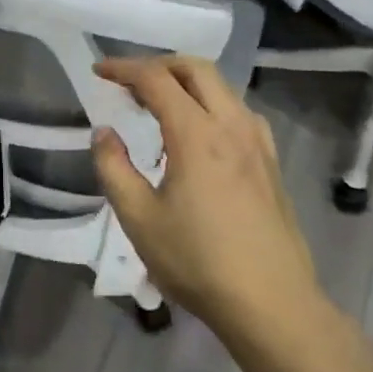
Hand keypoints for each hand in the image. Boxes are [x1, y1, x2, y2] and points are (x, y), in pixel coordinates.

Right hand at [91, 56, 323, 338]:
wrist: (273, 306)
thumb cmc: (198, 262)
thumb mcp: (138, 219)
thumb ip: (114, 168)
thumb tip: (104, 133)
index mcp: (197, 134)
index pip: (156, 79)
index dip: (124, 68)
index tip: (99, 71)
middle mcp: (232, 126)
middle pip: (196, 69)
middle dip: (159, 65)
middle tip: (129, 82)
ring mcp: (258, 144)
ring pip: (223, 88)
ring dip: (187, 82)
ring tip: (160, 104)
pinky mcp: (271, 164)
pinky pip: (239, 112)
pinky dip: (212, 103)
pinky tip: (201, 133)